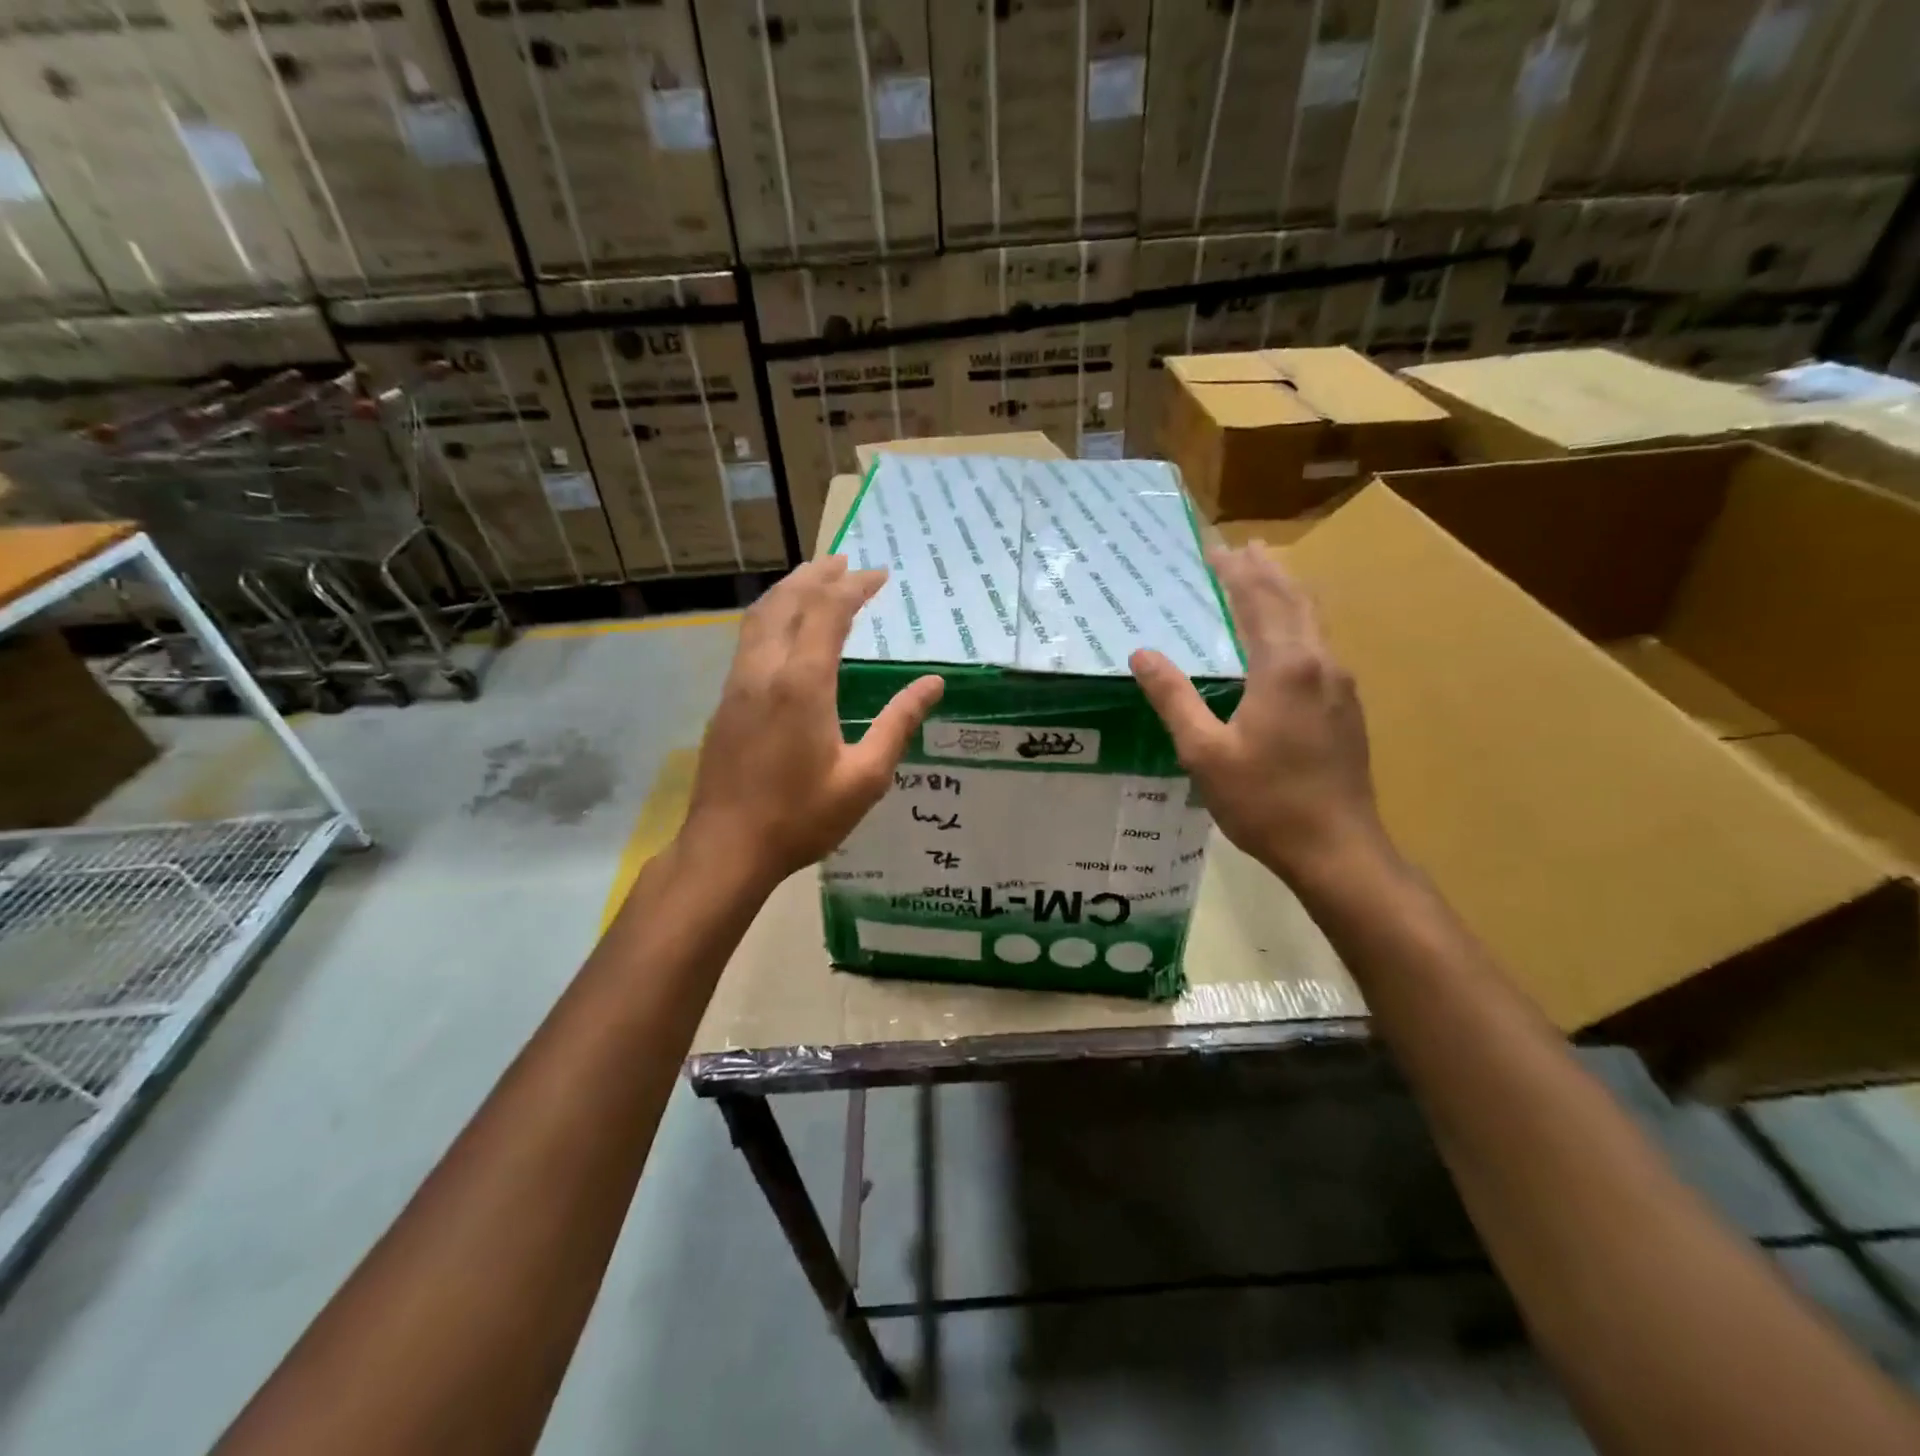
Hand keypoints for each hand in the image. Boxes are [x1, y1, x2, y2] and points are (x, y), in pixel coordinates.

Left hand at [683, 556, 943, 889]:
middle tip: (845, 560)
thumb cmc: (801, 817)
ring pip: (760, 616)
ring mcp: (738, 683)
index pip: (828, 612)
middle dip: (817, 574)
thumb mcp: (865, 777)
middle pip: (788, 601)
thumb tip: (933, 684)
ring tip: (814, 578)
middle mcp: (765, 670)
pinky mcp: (725, 700)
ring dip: (789, 590)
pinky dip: (772, 615)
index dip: (855, 587)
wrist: (726, 848)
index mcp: (803, 683)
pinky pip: (749, 638)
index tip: (880, 575)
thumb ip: (898, 723)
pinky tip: (784, 628)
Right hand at [1130, 543, 1383, 883]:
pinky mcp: (1347, 708)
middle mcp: (1319, 663)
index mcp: (1284, 667)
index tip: (1215, 548)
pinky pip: (1320, 646)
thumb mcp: (1204, 752)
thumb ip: (1173, 698)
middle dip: (1267, 571)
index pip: (1258, 601)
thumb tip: (1142, 654)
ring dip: (1287, 594)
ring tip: (1267, 576)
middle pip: (1294, 600)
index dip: (1235, 572)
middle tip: (1244, 547)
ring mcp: (1341, 686)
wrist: (1338, 848)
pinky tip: (1288, 639)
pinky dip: (1298, 624)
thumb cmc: (1264, 801)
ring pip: (1314, 622)